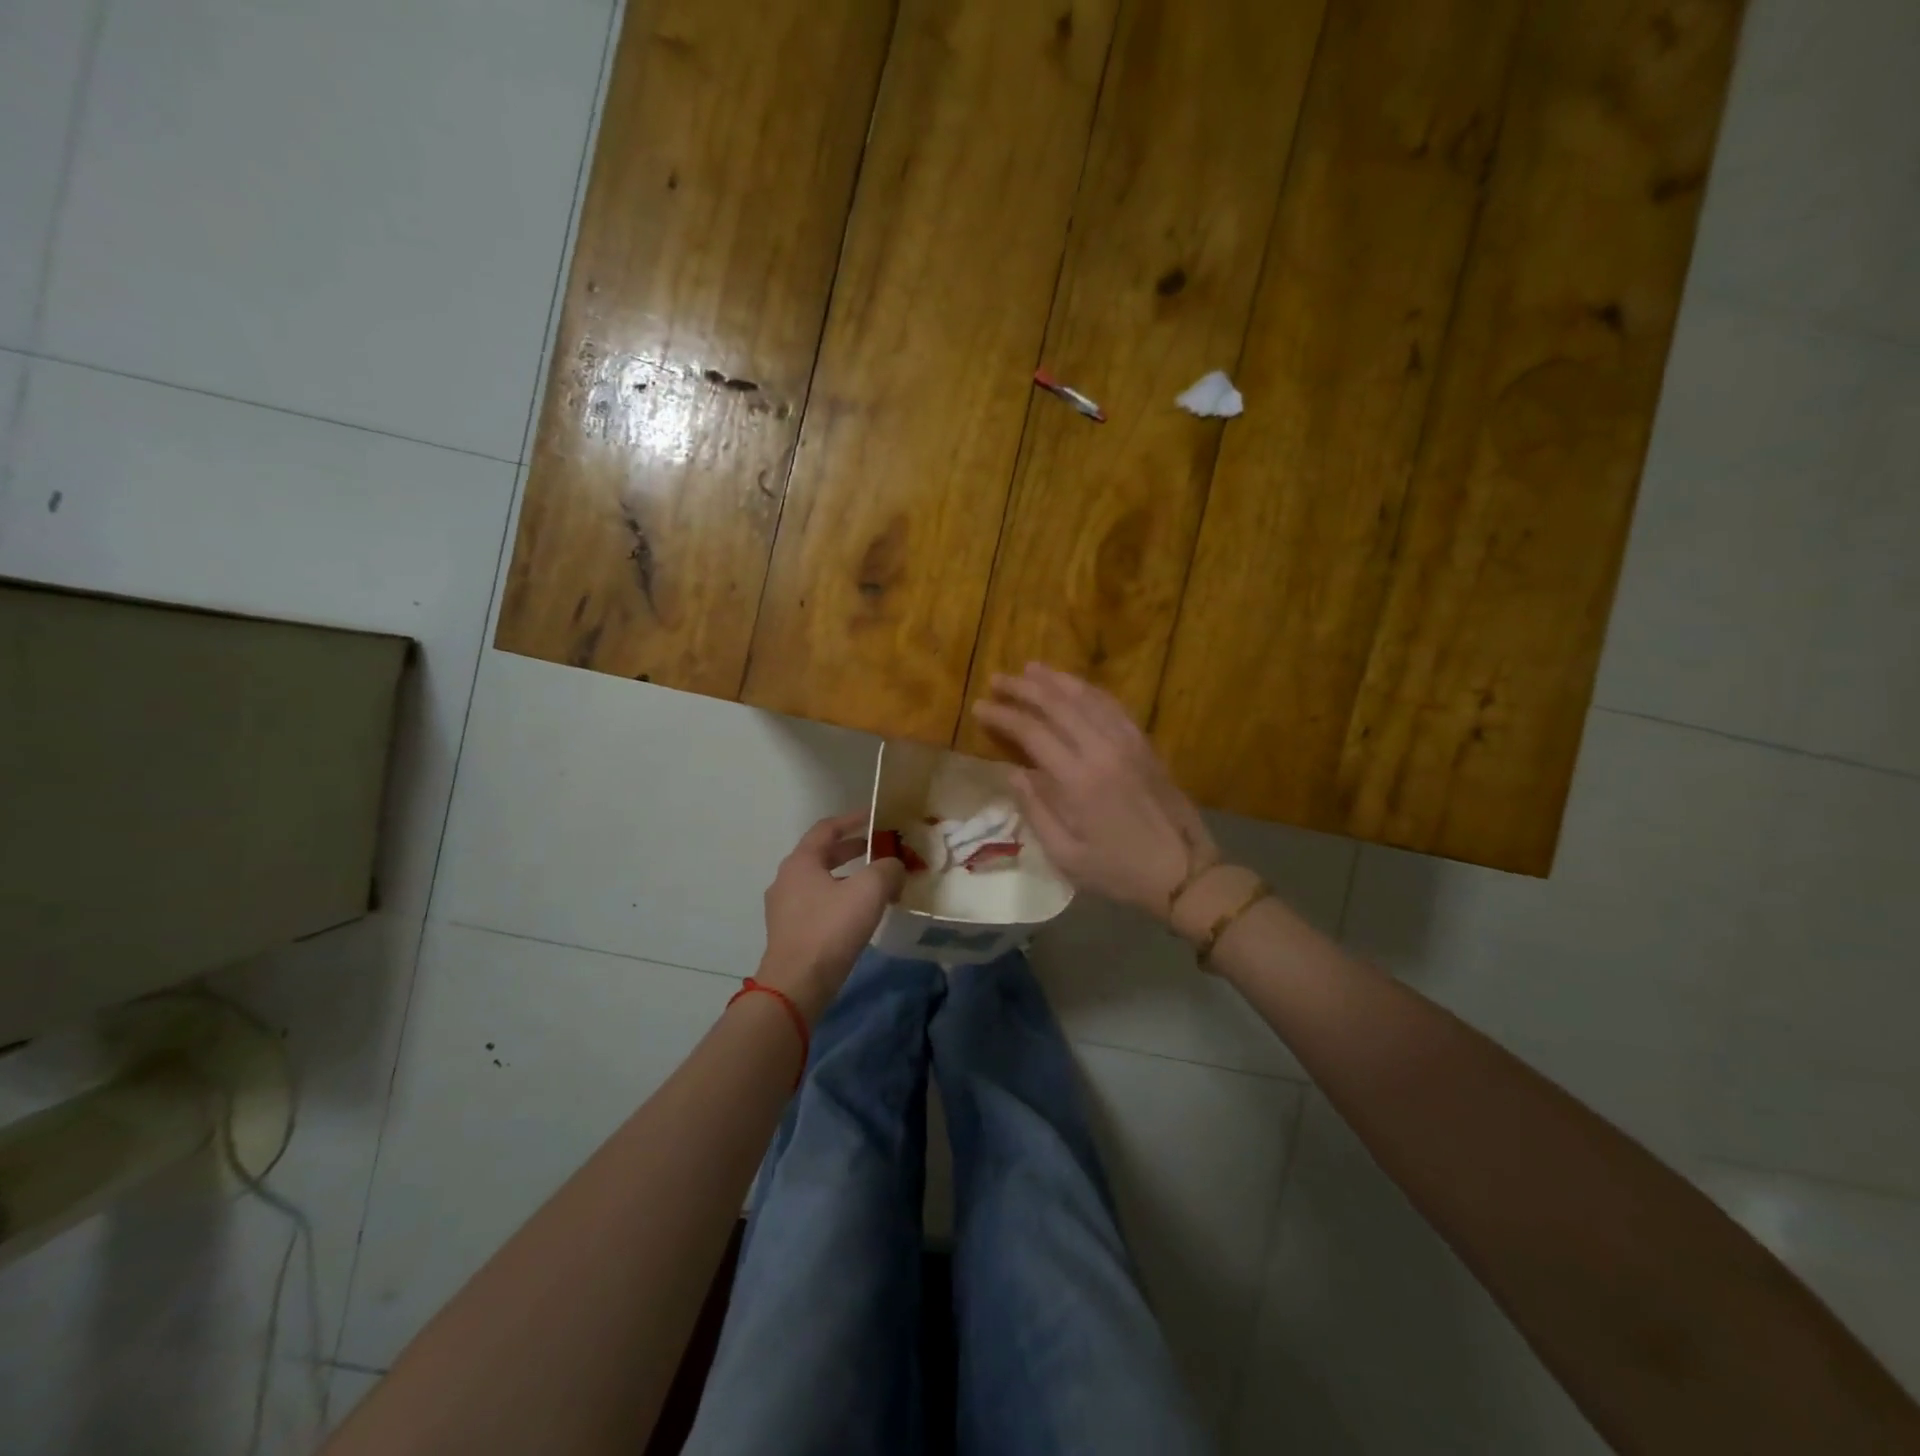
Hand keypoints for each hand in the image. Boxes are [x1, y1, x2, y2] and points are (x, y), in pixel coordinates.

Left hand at [757, 811, 906, 1020]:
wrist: (796, 985)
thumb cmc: (830, 929)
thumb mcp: (869, 891)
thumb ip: (887, 869)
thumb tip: (894, 866)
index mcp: (801, 861)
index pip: (828, 828)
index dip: (854, 819)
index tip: (877, 816)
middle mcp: (787, 879)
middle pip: (823, 854)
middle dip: (853, 849)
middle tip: (880, 848)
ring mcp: (785, 908)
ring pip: (821, 881)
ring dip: (848, 876)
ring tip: (876, 883)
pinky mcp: (790, 932)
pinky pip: (818, 904)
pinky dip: (840, 898)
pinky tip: (860, 913)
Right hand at [971, 664, 1218, 919]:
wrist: (1184, 871)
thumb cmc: (1120, 871)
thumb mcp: (1067, 856)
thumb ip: (1036, 811)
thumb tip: (1013, 773)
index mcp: (1078, 781)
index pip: (1032, 733)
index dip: (1003, 716)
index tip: (979, 706)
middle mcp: (1102, 750)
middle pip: (1057, 705)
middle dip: (1023, 688)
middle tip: (997, 679)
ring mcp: (1127, 742)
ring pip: (1087, 697)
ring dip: (1055, 680)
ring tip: (1029, 669)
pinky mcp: (1144, 744)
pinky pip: (1113, 706)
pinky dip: (1089, 690)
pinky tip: (1074, 686)